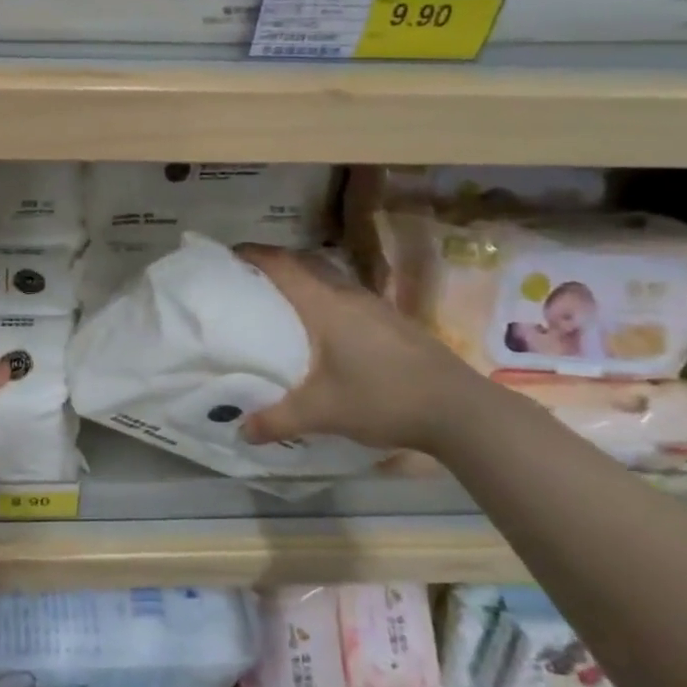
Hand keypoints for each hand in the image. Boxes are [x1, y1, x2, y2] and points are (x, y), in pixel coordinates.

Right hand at [235, 243, 481, 455]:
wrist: (460, 410)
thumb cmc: (382, 398)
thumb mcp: (322, 413)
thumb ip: (277, 420)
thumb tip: (241, 431)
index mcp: (325, 305)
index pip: (282, 265)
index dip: (253, 254)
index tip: (227, 254)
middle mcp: (349, 295)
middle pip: (305, 265)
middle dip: (273, 266)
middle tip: (245, 280)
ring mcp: (376, 306)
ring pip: (329, 280)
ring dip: (302, 282)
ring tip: (278, 303)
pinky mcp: (393, 322)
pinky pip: (346, 297)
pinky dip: (324, 300)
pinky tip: (323, 330)